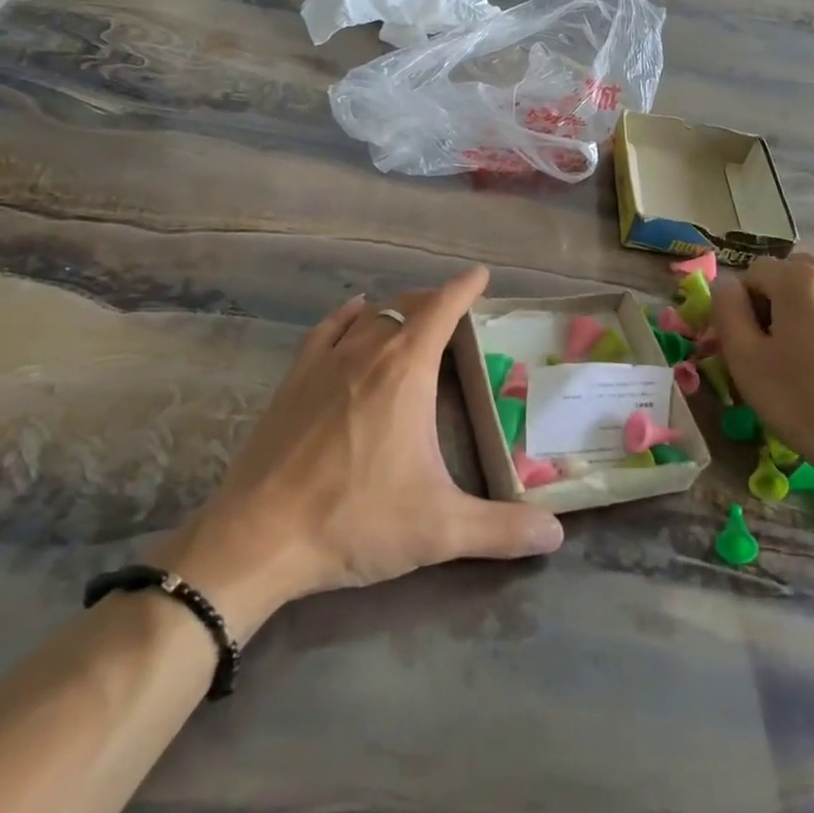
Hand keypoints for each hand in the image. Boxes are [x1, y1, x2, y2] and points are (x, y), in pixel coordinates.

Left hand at [153, 266, 563, 640]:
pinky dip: (348, 315)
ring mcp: (324, 363)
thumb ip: (503, 529)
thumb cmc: (355, 520)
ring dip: (396, 309)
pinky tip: (354, 313)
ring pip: (368, 316)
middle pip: (406, 307)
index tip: (480, 275)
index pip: (442, 310)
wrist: (258, 537)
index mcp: (406, 372)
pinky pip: (327, 330)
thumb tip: (555, 535)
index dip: (464, 288)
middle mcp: (367, 353)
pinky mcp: (293, 381)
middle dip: (434, 300)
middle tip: (454, 309)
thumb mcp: (440, 529)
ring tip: (413, 314)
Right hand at [711, 254, 813, 501]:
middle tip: (784, 349)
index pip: (757, 272)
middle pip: (799, 274)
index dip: (746, 305)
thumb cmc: (805, 406)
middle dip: (785, 301)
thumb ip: (726, 309)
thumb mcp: (745, 361)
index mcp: (803, 280)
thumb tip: (727, 285)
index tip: (754, 342)